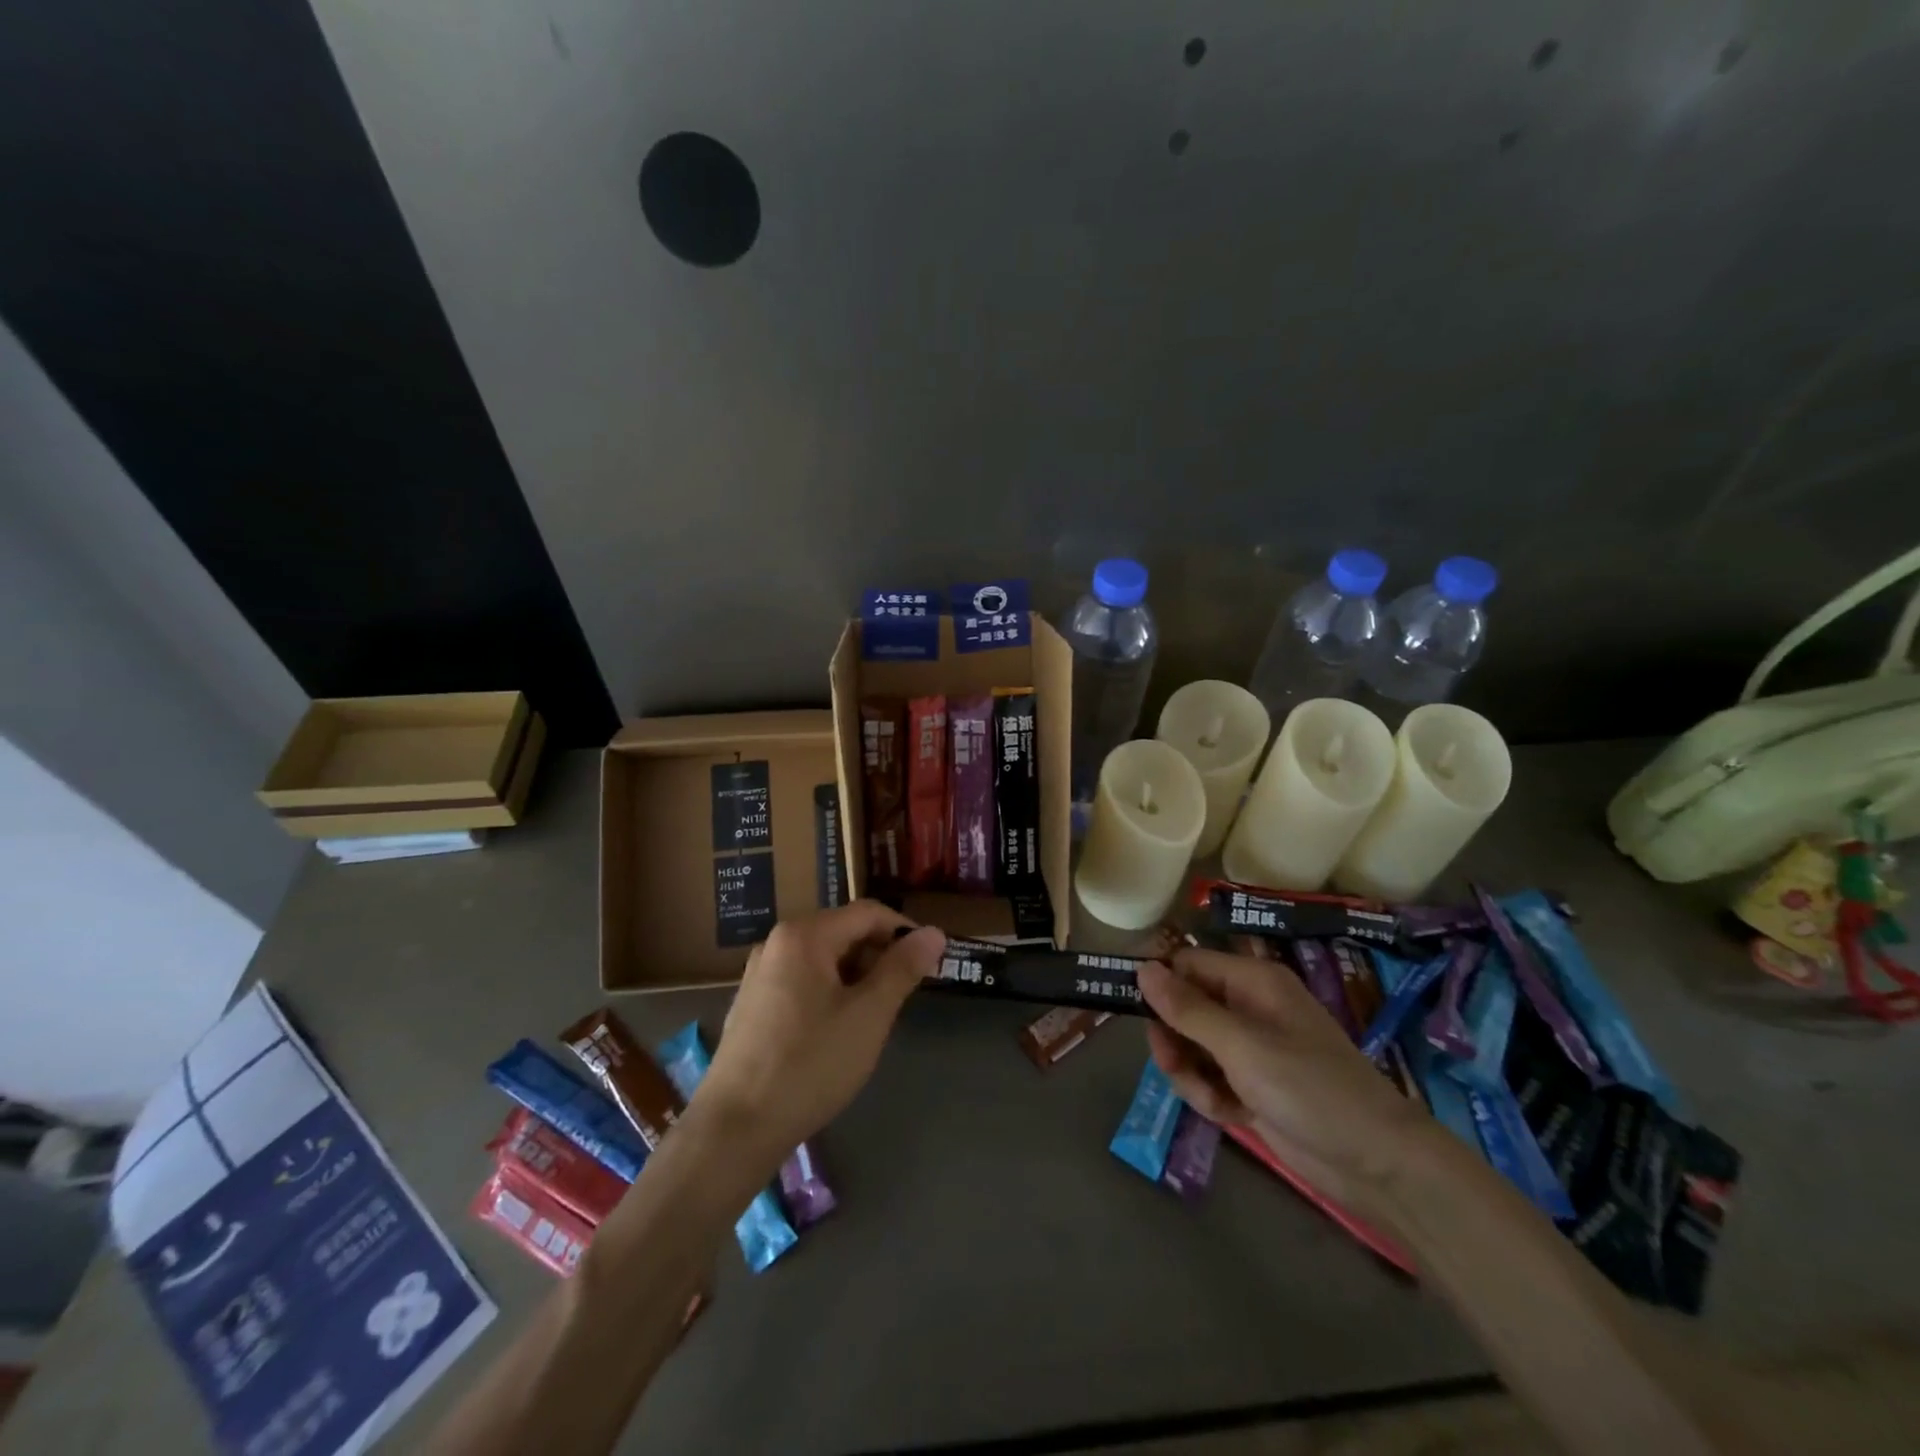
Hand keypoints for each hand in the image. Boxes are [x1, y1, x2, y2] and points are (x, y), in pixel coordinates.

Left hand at [699, 903, 945, 1158]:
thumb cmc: (810, 1064)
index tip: (930, 962)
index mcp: (804, 934)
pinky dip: (830, 993)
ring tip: (873, 1017)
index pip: (868, 913)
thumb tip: (934, 932)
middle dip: (879, 957)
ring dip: (856, 977)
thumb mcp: (868, 1015)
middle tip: (903, 996)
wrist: (734, 1129)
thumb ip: (902, 968)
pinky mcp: (752, 1004)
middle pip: (843, 932)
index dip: (905, 931)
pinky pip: (802, 981)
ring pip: (824, 959)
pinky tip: (836, 1032)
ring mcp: (760, 973)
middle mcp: (777, 942)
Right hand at [1138, 947, 1429, 1211]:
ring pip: (1190, 1047)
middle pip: (1183, 1007)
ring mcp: (1250, 1049)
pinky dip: (1210, 1096)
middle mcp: (1248, 1008)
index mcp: (1251, 982)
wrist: (1375, 1163)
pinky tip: (1230, 1115)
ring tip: (1211, 1097)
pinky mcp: (1251, 1086)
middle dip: (1173, 1038)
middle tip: (1173, 1062)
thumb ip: (1187, 1008)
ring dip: (1190, 1073)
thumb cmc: (1309, 1088)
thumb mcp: (1242, 1045)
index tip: (1130, 1009)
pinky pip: (1208, 1079)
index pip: (1187, 964)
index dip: (1159, 984)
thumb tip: (1142, 968)